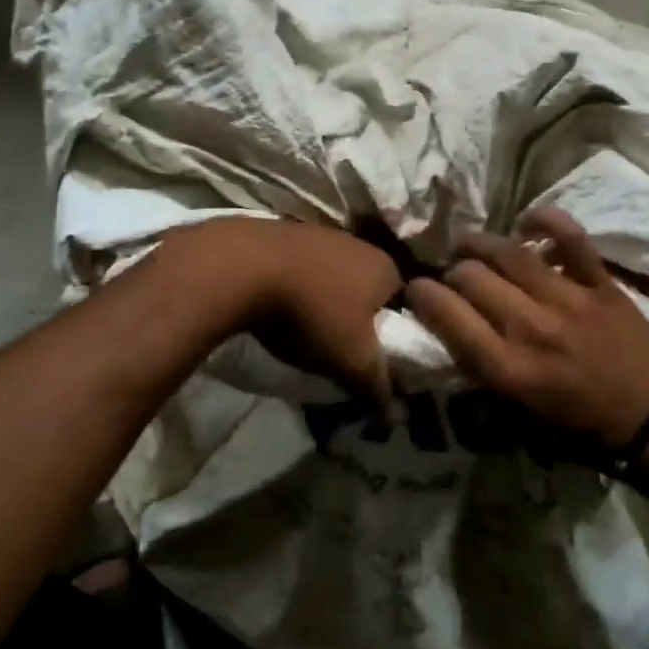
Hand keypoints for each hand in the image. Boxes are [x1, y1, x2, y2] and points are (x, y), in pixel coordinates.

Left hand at [170, 217, 402, 394]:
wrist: (244, 267)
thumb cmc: (313, 312)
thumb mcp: (353, 360)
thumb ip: (379, 386)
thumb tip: (395, 415)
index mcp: (386, 267)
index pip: (404, 304)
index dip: (393, 333)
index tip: (375, 356)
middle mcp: (358, 244)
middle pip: (366, 288)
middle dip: (356, 316)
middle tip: (340, 348)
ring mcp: (319, 234)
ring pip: (332, 276)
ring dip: (323, 300)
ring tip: (306, 330)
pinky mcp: (283, 233)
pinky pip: (301, 268)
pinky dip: (296, 287)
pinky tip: (279, 307)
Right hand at [404, 209, 648, 448]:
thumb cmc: (578, 424)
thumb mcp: (517, 411)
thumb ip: (481, 369)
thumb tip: (449, 329)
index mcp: (508, 367)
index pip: (448, 315)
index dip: (422, 294)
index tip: (417, 289)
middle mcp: (531, 328)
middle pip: (472, 277)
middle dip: (452, 271)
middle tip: (454, 275)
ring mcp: (568, 301)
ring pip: (510, 254)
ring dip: (481, 243)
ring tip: (470, 244)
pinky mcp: (601, 285)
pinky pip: (571, 240)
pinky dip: (547, 222)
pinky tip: (526, 222)